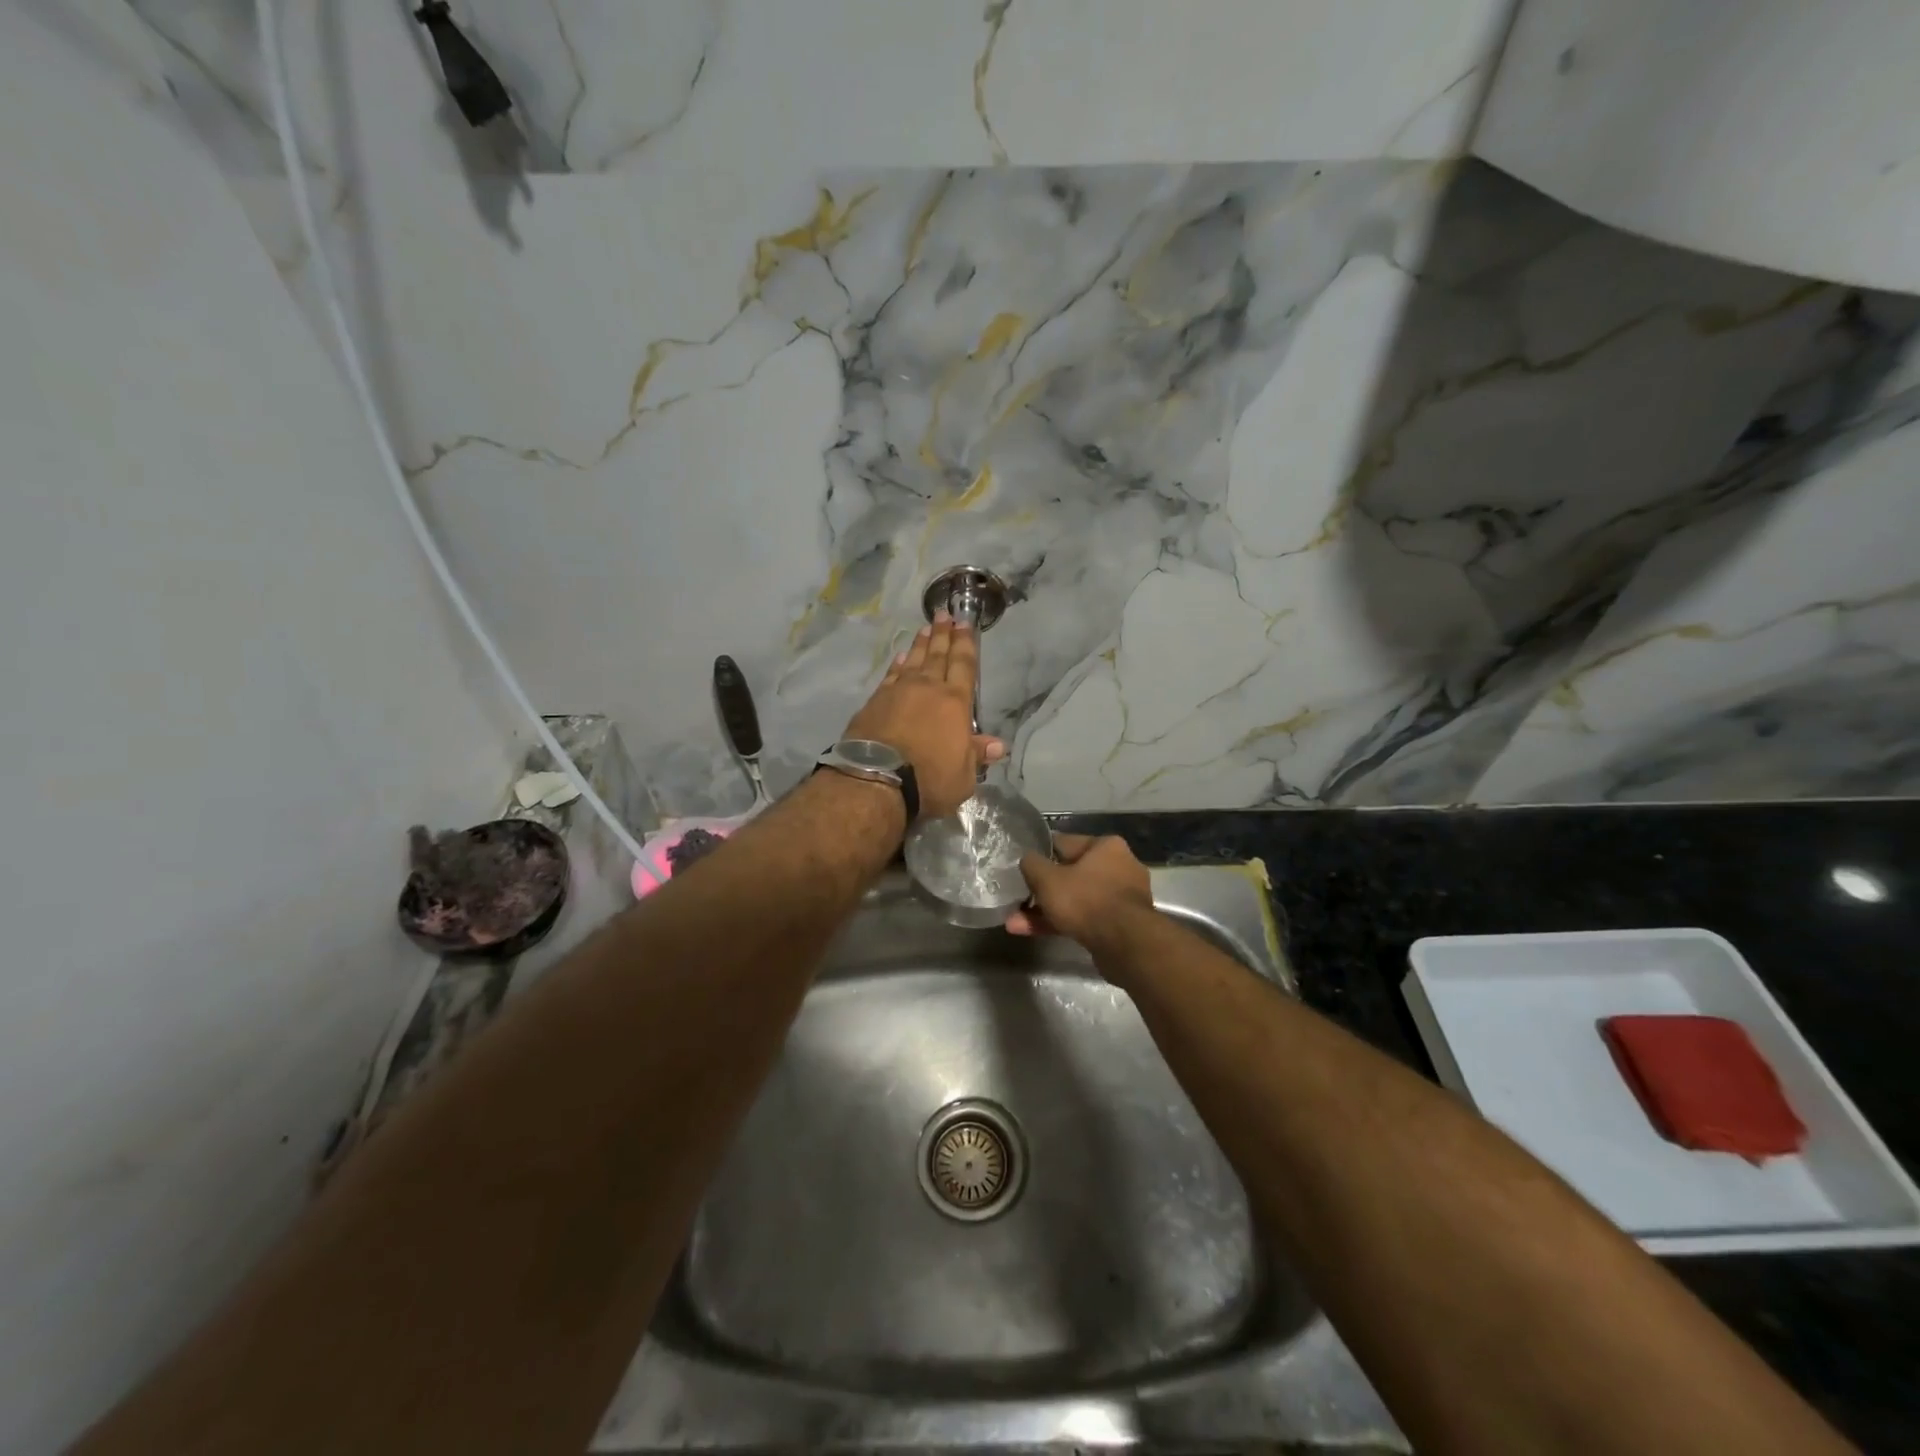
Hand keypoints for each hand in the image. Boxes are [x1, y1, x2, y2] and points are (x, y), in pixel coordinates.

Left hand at [843, 613, 1004, 819]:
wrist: (876, 780)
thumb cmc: (929, 779)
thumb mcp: (964, 776)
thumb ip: (977, 755)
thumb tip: (997, 745)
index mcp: (955, 703)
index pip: (963, 666)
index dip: (966, 644)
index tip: (965, 623)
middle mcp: (927, 689)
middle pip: (938, 656)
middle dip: (943, 634)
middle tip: (944, 614)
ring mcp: (898, 692)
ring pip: (914, 661)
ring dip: (921, 644)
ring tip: (926, 629)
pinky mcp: (875, 702)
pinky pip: (891, 675)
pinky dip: (898, 664)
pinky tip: (901, 658)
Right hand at [1007, 833, 1153, 946]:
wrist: (1125, 945)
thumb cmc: (1085, 900)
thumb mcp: (1047, 879)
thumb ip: (1032, 864)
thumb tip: (1028, 859)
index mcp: (1106, 846)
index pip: (1065, 843)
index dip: (1040, 854)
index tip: (1023, 866)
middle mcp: (1119, 867)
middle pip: (1070, 875)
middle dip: (1041, 891)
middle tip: (1018, 899)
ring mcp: (1122, 898)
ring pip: (1076, 900)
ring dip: (1046, 911)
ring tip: (1016, 924)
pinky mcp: (1121, 925)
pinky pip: (1085, 918)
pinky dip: (1062, 923)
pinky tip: (1033, 933)